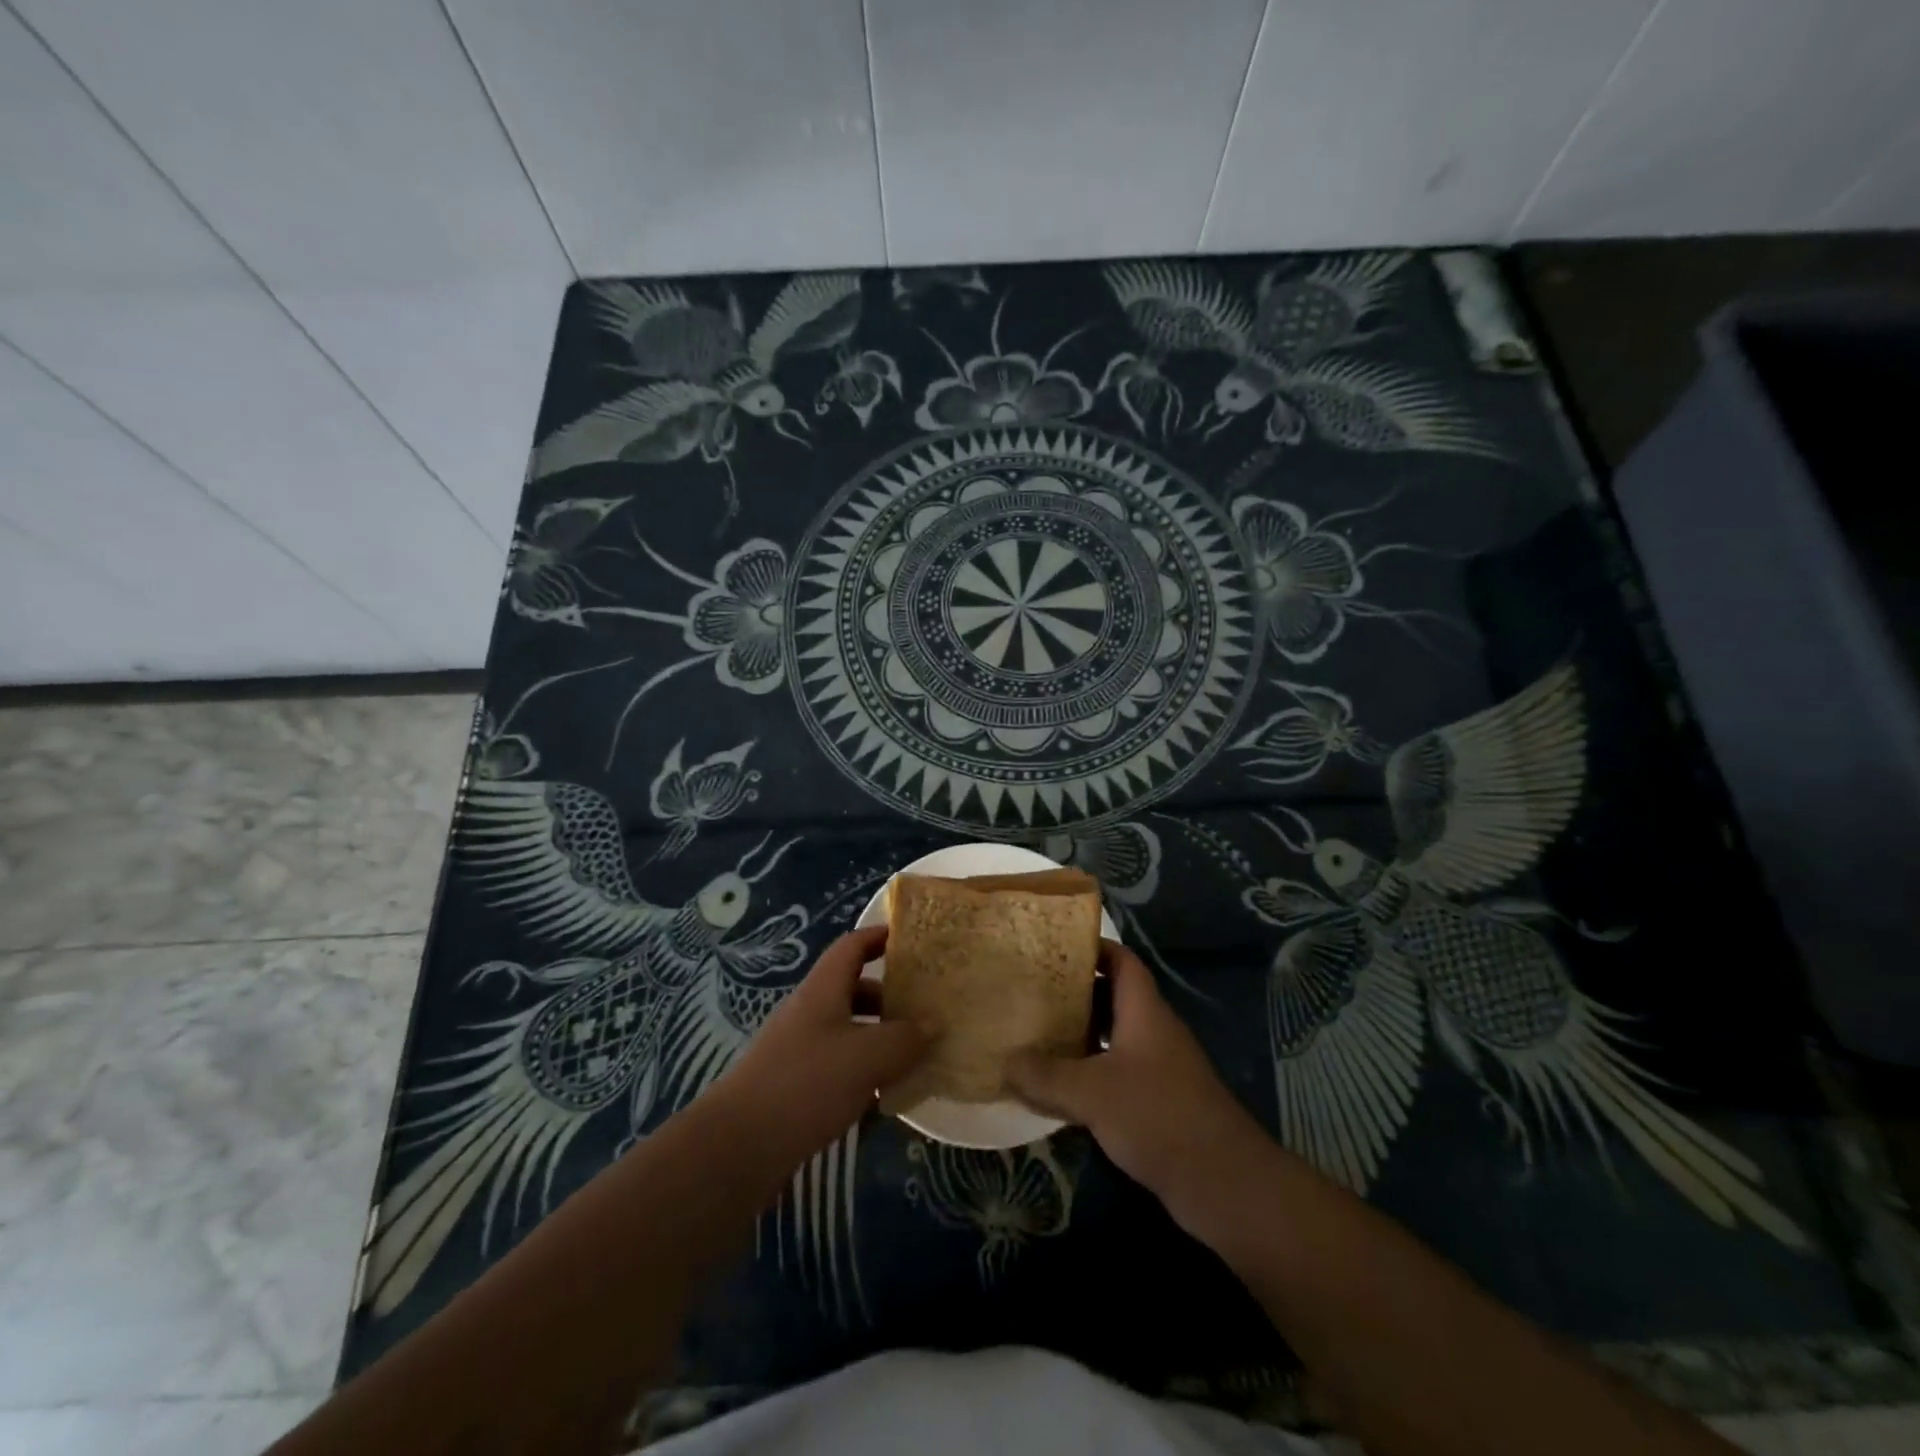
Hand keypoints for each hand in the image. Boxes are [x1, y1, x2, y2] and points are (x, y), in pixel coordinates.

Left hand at [711, 926, 927, 1162]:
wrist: (739, 1147)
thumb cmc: (807, 1084)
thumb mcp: (867, 1056)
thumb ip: (905, 1038)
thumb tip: (933, 1024)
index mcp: (823, 989)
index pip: (852, 946)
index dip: (880, 936)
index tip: (912, 939)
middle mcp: (809, 1011)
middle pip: (852, 988)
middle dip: (888, 995)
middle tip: (925, 1007)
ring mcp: (799, 1049)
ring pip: (847, 1029)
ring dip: (879, 1036)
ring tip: (914, 1053)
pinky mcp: (795, 1085)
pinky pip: (838, 1064)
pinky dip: (864, 1070)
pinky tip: (885, 1094)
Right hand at [1007, 941, 1266, 1219]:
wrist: (1223, 1183)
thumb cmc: (1158, 1116)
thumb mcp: (1092, 1093)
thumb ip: (1046, 1076)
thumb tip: (1004, 1061)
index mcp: (1144, 1011)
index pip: (1121, 961)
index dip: (1091, 948)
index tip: (1052, 947)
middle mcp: (1153, 1031)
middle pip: (1113, 997)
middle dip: (1074, 993)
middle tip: (1032, 993)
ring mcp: (1159, 1067)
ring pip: (1114, 1037)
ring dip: (1080, 1035)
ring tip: (1037, 1035)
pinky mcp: (1158, 1101)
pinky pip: (1117, 1072)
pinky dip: (1090, 1073)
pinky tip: (1060, 1088)